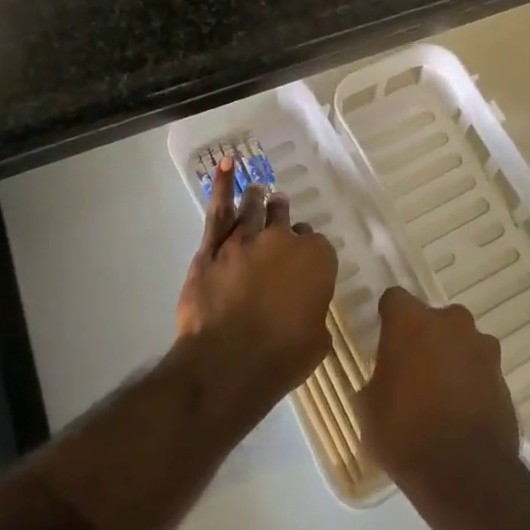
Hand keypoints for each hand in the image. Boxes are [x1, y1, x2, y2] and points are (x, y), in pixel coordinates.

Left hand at [176, 158, 337, 407]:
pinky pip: (218, 210)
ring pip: (253, 209)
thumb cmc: (282, 358)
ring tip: (258, 191)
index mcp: (316, 260)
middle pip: (284, 220)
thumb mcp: (317, 339)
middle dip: (283, 215)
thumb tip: (305, 311)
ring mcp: (245, 240)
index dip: (309, 251)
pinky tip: (225, 166)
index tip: (303, 260)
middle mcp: (283, 241)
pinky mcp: (212, 249)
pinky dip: (221, 186)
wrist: (228, 363)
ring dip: (257, 198)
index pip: (317, 244)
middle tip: (280, 210)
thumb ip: (314, 313)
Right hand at [358, 287, 520, 502]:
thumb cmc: (404, 435)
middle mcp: (450, 322)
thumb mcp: (368, 409)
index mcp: (411, 323)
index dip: (388, 318)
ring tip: (440, 393)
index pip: (395, 299)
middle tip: (412, 369)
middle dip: (424, 337)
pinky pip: (479, 367)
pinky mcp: (502, 374)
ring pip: (460, 340)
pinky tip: (461, 409)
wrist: (465, 473)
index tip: (384, 338)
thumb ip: (377, 379)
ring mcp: (481, 346)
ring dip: (451, 356)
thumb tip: (384, 378)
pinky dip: (470, 379)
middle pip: (433, 318)